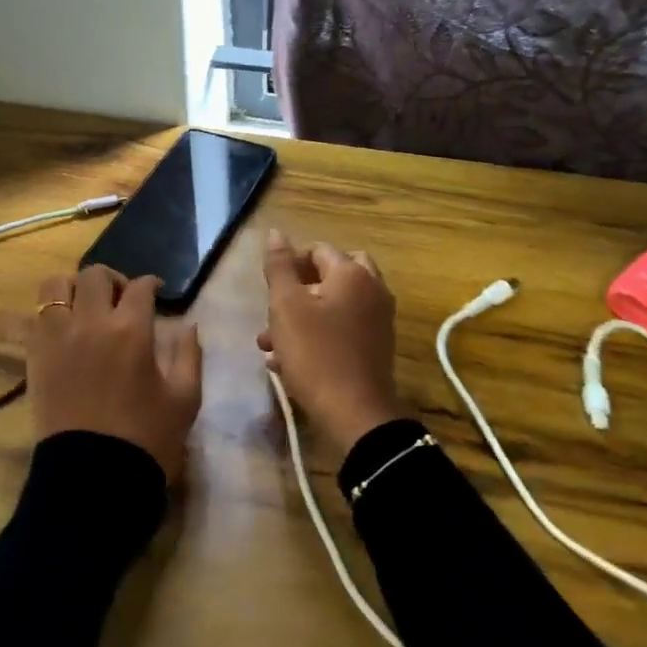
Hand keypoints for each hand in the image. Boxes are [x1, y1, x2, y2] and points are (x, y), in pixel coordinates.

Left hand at [27, 265, 202, 482]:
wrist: (94, 477)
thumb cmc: (146, 439)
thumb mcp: (185, 398)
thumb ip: (189, 355)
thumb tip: (188, 326)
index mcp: (131, 331)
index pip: (140, 287)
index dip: (151, 284)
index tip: (156, 291)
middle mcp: (90, 323)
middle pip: (95, 275)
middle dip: (112, 279)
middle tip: (121, 298)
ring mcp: (56, 338)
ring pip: (56, 285)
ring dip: (73, 287)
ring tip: (84, 305)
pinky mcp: (33, 356)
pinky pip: (28, 319)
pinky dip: (43, 315)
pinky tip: (58, 327)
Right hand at [258, 230, 405, 452]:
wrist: (355, 413)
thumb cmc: (316, 353)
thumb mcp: (286, 307)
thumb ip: (279, 267)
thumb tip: (275, 233)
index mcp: (352, 273)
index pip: (317, 250)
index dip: (289, 264)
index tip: (268, 289)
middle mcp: (372, 290)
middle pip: (331, 275)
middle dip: (298, 290)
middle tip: (275, 310)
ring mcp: (378, 320)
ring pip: (334, 306)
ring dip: (302, 318)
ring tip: (269, 344)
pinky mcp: (376, 347)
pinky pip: (343, 329)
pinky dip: (318, 336)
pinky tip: (288, 361)